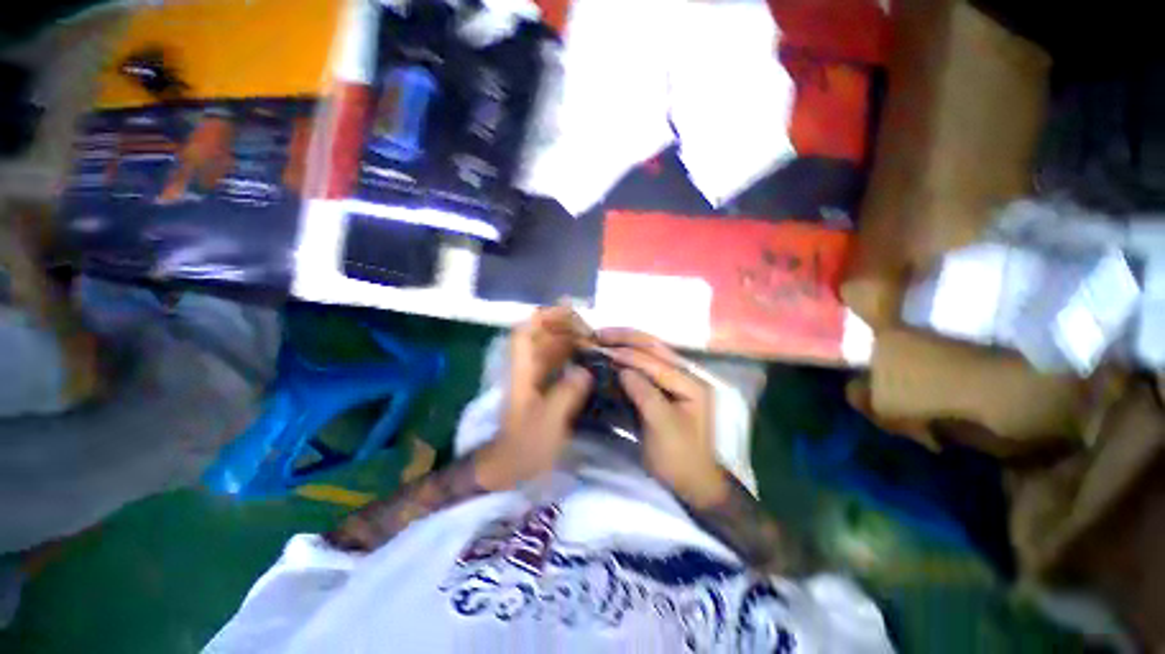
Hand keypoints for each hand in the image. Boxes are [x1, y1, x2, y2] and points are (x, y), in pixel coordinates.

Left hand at [477, 307, 592, 489]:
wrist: (509, 466)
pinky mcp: (543, 386)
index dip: (544, 317)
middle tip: (591, 331)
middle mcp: (527, 368)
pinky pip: (557, 361)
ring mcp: (534, 376)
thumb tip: (585, 370)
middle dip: (564, 326)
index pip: (524, 332)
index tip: (569, 312)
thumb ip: (566, 394)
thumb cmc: (524, 445)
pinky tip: (588, 358)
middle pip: (540, 335)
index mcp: (522, 372)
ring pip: (550, 347)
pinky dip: (571, 354)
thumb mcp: (548, 422)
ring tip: (594, 340)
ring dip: (569, 339)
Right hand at [599, 329, 728, 507]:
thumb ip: (646, 395)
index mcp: (692, 383)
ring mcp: (677, 381)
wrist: (693, 482)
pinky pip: (647, 367)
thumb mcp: (664, 429)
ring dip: (628, 344)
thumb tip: (624, 370)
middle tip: (600, 333)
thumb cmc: (680, 458)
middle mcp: (686, 375)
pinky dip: (629, 358)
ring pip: (651, 354)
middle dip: (628, 338)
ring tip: (604, 337)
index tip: (601, 348)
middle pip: (656, 348)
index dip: (628, 354)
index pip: (656, 362)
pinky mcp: (666, 389)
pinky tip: (615, 354)